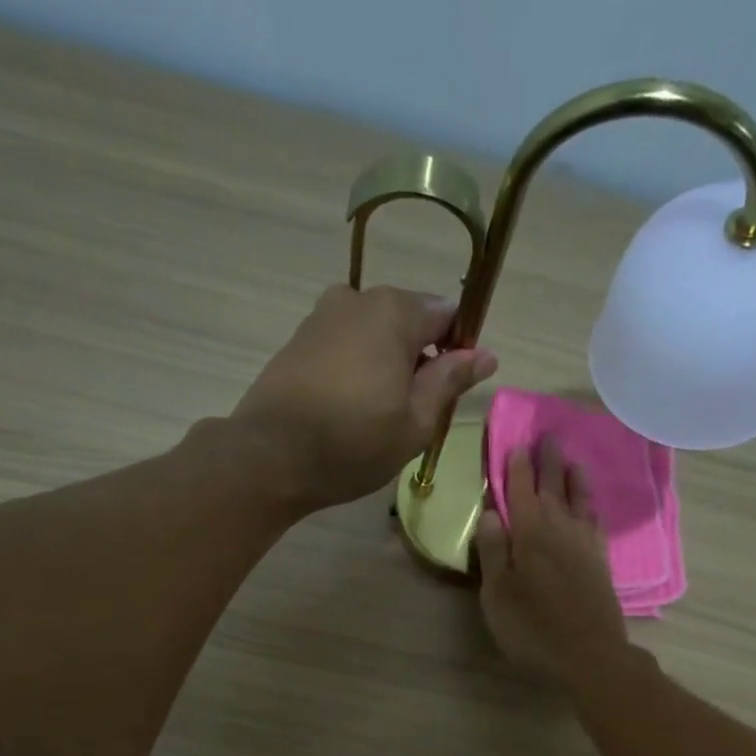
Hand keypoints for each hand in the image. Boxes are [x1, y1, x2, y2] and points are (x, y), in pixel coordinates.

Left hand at [226, 284, 497, 511]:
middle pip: (408, 320)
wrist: (270, 457)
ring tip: (379, 416)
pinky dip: (356, 369)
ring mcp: (322, 316)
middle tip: (413, 413)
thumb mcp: (415, 422)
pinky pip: (345, 346)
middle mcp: (357, 298)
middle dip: (419, 358)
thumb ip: (450, 381)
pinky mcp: (298, 340)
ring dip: (386, 365)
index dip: (457, 351)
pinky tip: (349, 409)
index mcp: (394, 311)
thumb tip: (485, 354)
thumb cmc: (353, 443)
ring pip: (374, 334)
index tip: (449, 391)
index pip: (447, 315)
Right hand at [475, 438, 629, 687]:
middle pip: (553, 488)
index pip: (521, 491)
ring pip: (579, 500)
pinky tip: (590, 505)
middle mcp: (560, 530)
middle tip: (547, 436)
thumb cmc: (532, 629)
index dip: (517, 467)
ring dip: (574, 477)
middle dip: (547, 462)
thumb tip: (490, 513)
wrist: (589, 656)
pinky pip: (595, 522)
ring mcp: (584, 545)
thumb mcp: (497, 595)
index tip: (516, 443)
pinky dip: (591, 506)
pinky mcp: (600, 562)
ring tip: (572, 459)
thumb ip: (493, 552)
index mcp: (530, 535)